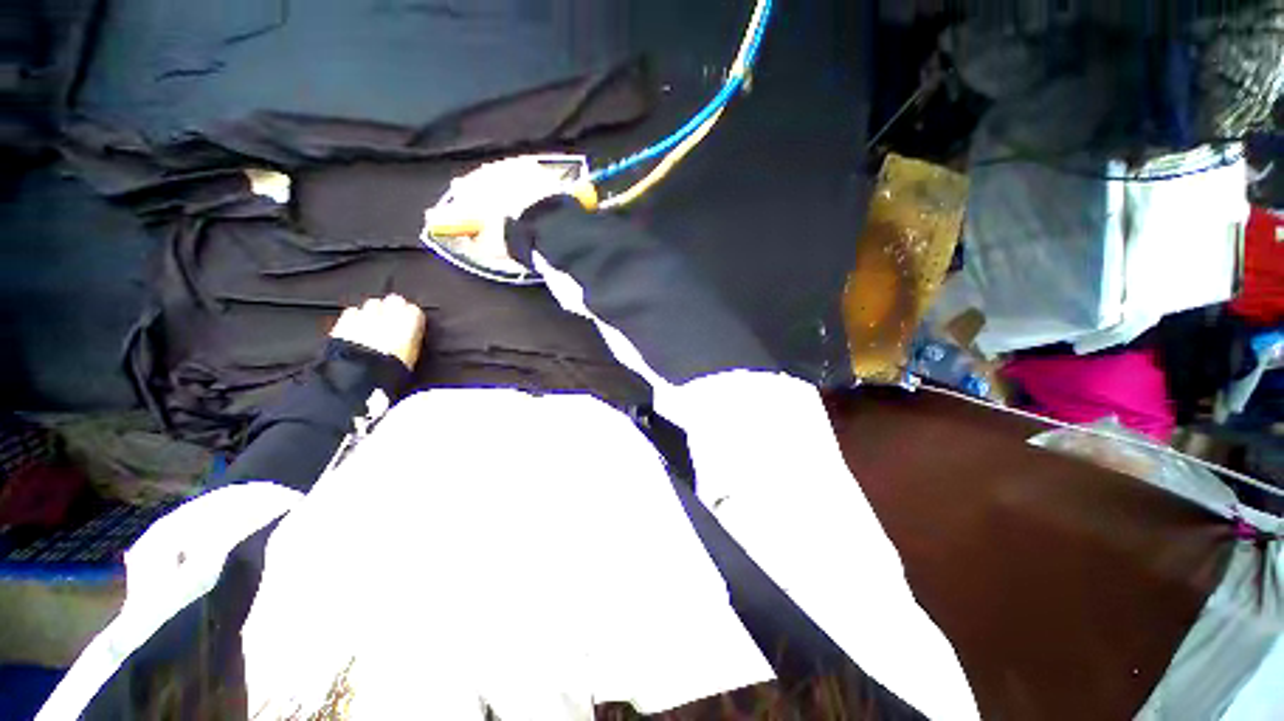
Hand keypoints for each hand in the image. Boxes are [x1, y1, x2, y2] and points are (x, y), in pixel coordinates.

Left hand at [330, 294, 425, 369]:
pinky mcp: (345, 319)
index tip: (410, 327)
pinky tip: (356, 330)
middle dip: (392, 309)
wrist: (363, 374)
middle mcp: (390, 310)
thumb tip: (410, 334)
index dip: (411, 319)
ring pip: (372, 304)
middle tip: (391, 323)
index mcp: (411, 319)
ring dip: (374, 312)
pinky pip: (352, 312)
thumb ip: (412, 338)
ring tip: (373, 326)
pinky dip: (355, 318)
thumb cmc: (395, 368)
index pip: (414, 310)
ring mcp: (366, 313)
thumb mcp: (413, 354)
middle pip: (393, 301)